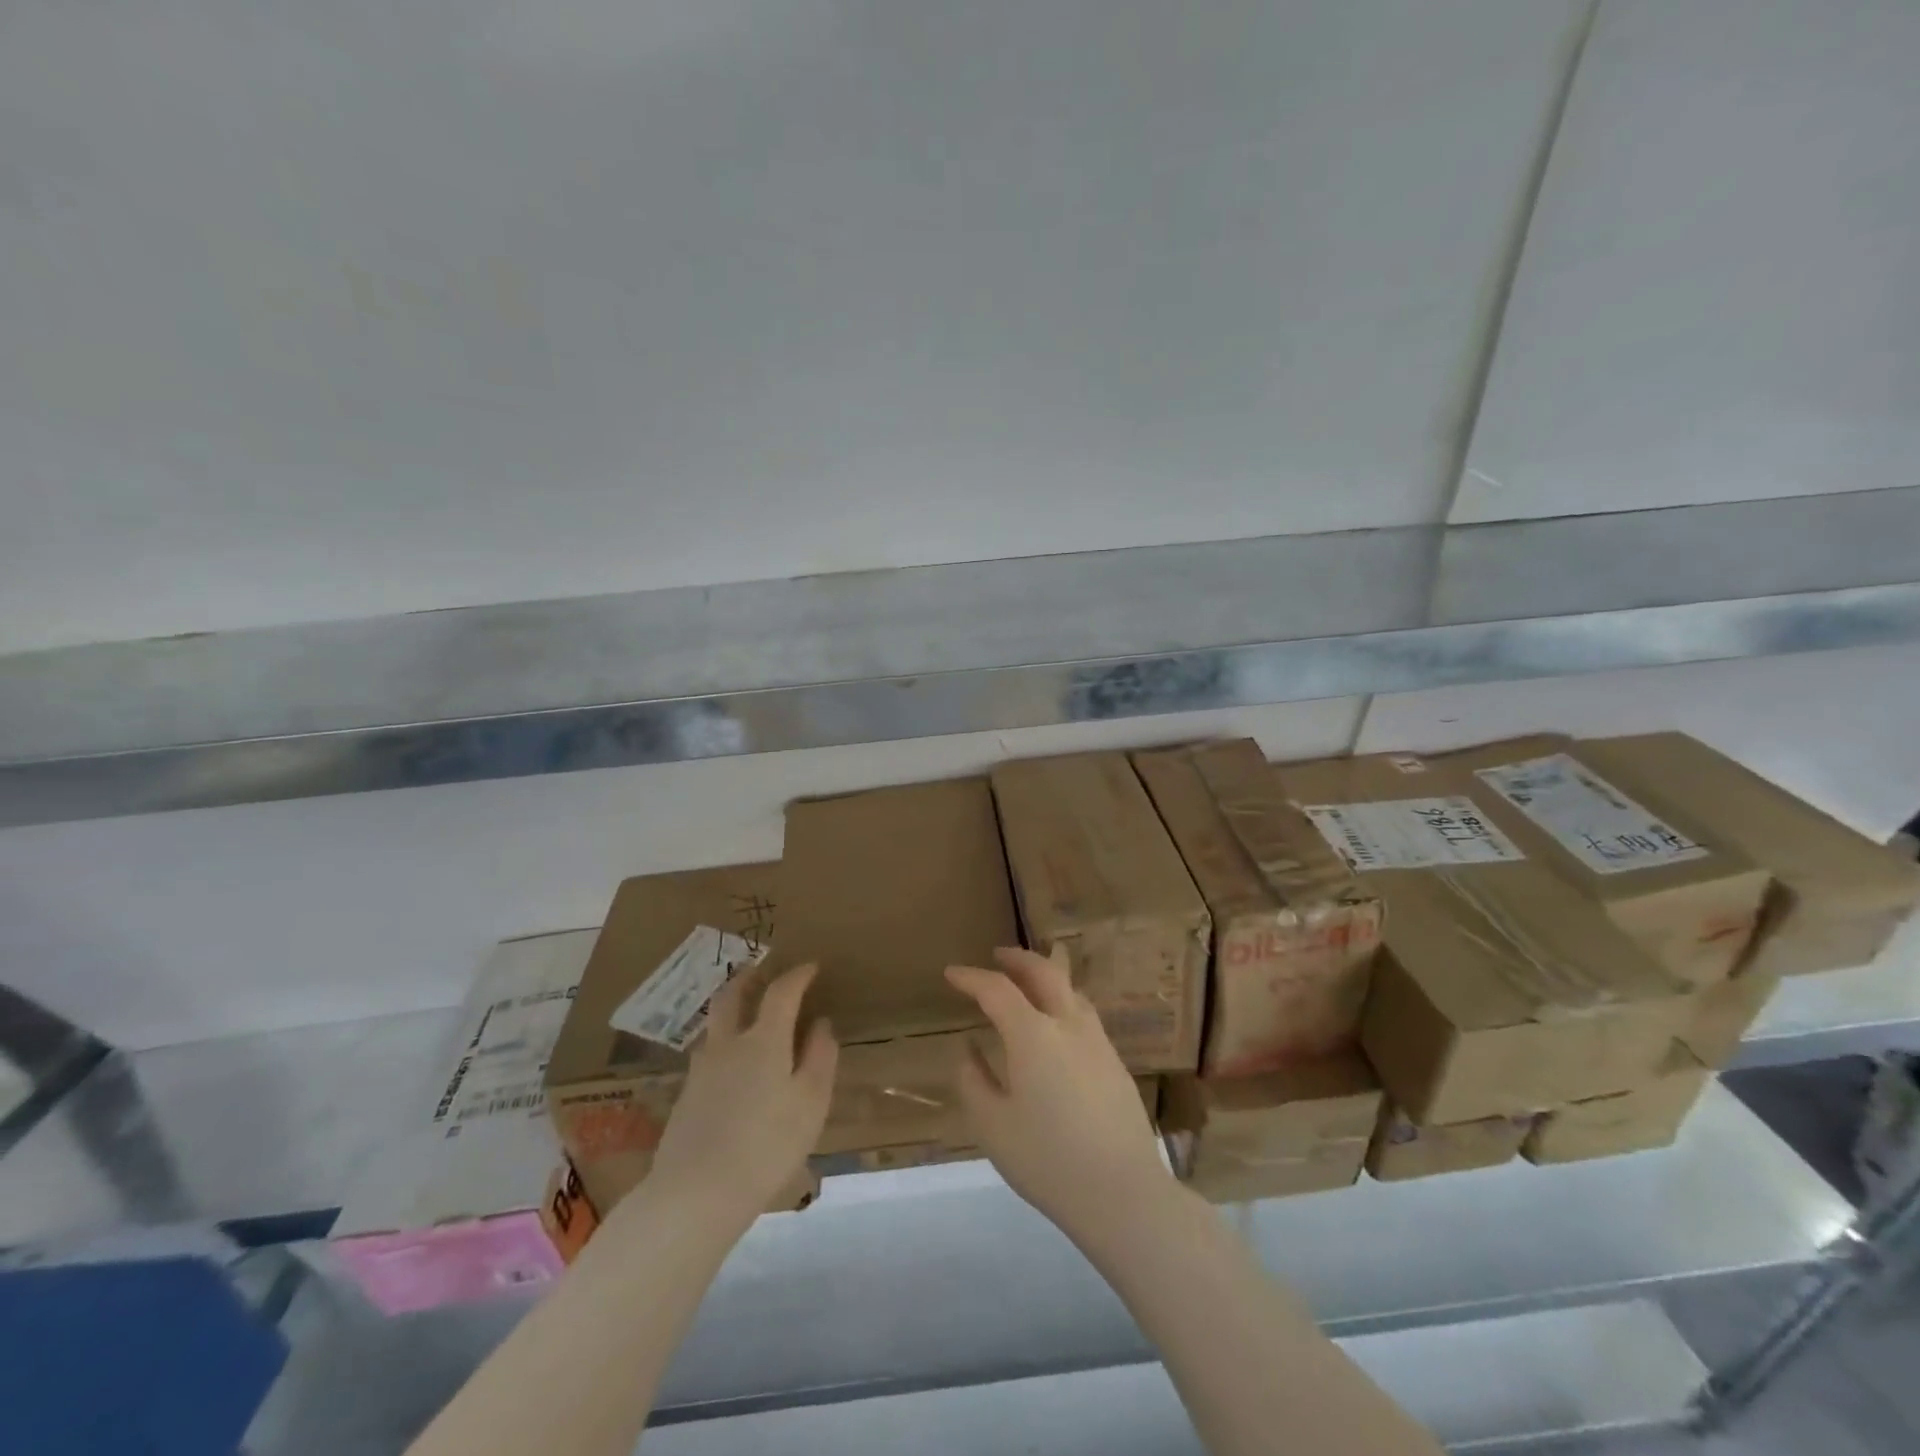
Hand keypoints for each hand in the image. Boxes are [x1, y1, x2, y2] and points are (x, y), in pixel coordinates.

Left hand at [648, 963, 837, 1222]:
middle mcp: (728, 1045)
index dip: (797, 975)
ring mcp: (701, 1070)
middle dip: (747, 979)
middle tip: (759, 971)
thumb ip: (819, 1058)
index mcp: (764, 1040)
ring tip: (744, 1018)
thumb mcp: (810, 1103)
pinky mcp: (685, 1098)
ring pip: (715, 1027)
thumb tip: (822, 1024)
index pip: (781, 992)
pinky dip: (722, 1047)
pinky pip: (707, 1057)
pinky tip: (730, 1069)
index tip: (810, 967)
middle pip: (731, 997)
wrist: (695, 1194)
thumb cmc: (767, 1145)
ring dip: (730, 1011)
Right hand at [946, 948, 1171, 1241]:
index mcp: (1033, 1035)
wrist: (1123, 1193)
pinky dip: (1063, 1001)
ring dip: (1046, 975)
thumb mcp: (993, 1126)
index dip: (971, 978)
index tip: (951, 974)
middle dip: (1017, 958)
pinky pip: (1084, 1013)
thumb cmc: (1048, 1160)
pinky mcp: (1115, 1062)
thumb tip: (968, 1050)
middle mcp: (1068, 1025)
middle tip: (997, 955)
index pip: (997, 989)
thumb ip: (974, 1081)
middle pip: (1044, 971)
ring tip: (1029, 981)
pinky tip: (1057, 1023)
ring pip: (1070, 989)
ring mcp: (1097, 1041)